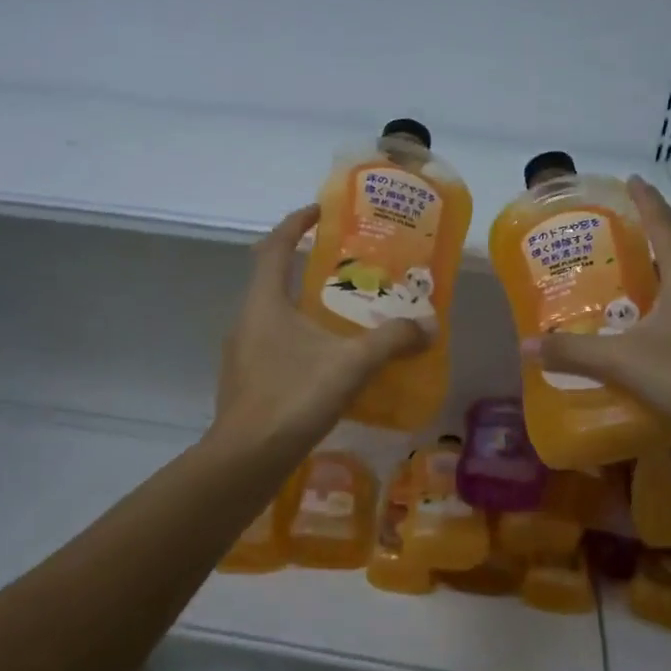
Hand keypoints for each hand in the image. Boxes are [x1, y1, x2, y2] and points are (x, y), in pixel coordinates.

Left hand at [211, 205, 429, 453]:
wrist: (246, 459)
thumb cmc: (293, 397)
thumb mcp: (351, 364)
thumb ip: (391, 340)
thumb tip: (429, 326)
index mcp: (264, 301)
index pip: (274, 245)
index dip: (296, 223)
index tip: (320, 210)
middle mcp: (246, 320)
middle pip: (272, 278)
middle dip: (305, 266)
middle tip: (345, 267)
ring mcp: (241, 353)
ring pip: (273, 315)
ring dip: (303, 306)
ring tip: (341, 314)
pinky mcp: (245, 381)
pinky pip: (273, 345)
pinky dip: (299, 340)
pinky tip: (326, 362)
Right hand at [522, 177, 670, 447]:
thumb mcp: (625, 361)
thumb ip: (575, 352)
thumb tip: (526, 345)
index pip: (665, 226)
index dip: (647, 201)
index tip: (631, 180)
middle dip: (645, 237)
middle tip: (609, 237)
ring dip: (652, 273)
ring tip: (617, 277)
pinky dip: (658, 304)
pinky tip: (638, 326)